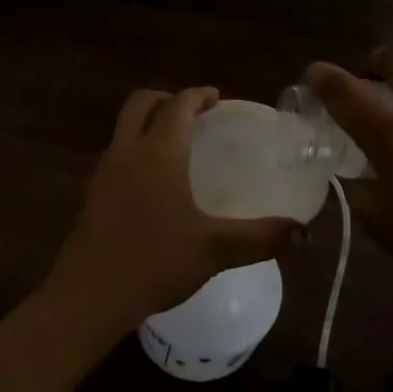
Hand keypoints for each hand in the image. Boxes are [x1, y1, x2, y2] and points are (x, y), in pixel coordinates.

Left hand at [44, 87, 295, 331]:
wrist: (88, 296)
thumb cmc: (154, 262)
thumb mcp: (215, 249)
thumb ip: (261, 237)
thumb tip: (304, 233)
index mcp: (158, 152)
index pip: (178, 105)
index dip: (198, 95)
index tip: (217, 98)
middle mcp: (127, 151)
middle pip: (141, 104)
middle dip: (167, 100)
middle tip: (195, 115)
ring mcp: (104, 173)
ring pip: (124, 128)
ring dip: (149, 123)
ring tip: (178, 146)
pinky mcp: (92, 196)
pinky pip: (117, 154)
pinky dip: (137, 150)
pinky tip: (156, 184)